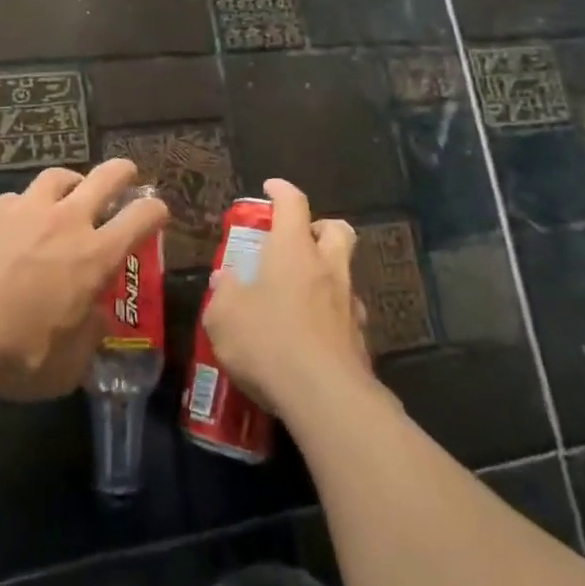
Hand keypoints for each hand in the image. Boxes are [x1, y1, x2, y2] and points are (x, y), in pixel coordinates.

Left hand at [0, 159, 169, 407]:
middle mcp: (66, 221)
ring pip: (59, 176)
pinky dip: (27, 205)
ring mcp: (25, 209)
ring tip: (70, 193)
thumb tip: (94, 316)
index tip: (157, 214)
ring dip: (73, 182)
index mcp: (95, 255)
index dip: (156, 211)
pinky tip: (16, 224)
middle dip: (123, 172)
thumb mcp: (67, 365)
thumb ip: (89, 336)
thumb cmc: (14, 354)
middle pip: (106, 176)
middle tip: (126, 176)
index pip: (142, 217)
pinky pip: (17, 197)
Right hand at [200, 179, 371, 420]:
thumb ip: (223, 294)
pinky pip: (347, 312)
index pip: (293, 204)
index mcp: (293, 251)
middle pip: (336, 230)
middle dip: (319, 226)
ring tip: (300, 292)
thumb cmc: (268, 342)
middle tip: (298, 239)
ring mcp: (349, 304)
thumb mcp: (224, 317)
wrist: (326, 398)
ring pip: (345, 272)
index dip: (281, 190)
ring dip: (326, 272)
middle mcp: (327, 269)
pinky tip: (311, 332)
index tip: (270, 187)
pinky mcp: (361, 339)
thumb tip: (225, 281)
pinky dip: (331, 312)